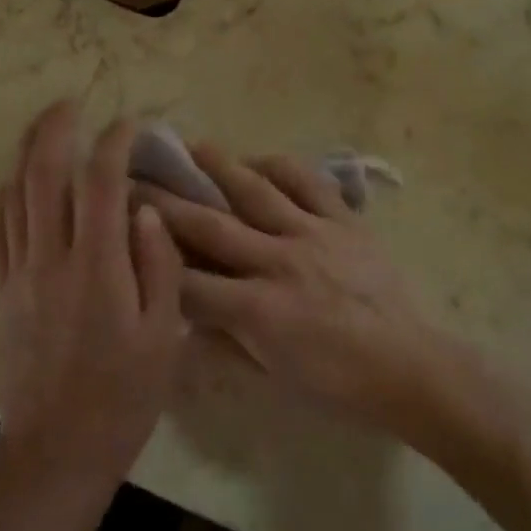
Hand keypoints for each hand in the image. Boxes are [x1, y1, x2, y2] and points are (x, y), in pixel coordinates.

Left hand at [0, 101, 185, 498]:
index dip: (113, 143)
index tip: (130, 124)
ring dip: (26, 153)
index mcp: (97, 267)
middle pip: (43, 175)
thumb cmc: (124, 396)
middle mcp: (51, 258)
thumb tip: (147, 210)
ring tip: (43, 126)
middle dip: (54, 129)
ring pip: (14, 195)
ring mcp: (20, 273)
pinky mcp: (3, 292)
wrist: (58, 451)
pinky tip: (15, 183)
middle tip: (69, 102)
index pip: (100, 183)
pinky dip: (5, 196)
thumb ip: (158, 266)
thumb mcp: (164, 335)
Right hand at [139, 144, 447, 435]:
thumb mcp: (271, 376)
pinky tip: (260, 160)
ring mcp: (313, 235)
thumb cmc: (337, 384)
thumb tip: (185, 317)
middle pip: (209, 226)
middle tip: (134, 178)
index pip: (188, 282)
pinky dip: (281, 167)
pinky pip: (309, 183)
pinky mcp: (344, 222)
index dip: (150, 258)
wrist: (408, 366)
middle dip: (164, 203)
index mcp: (257, 310)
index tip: (122, 234)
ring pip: (256, 192)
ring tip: (193, 146)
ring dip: (220, 167)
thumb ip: (225, 342)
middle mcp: (278, 263)